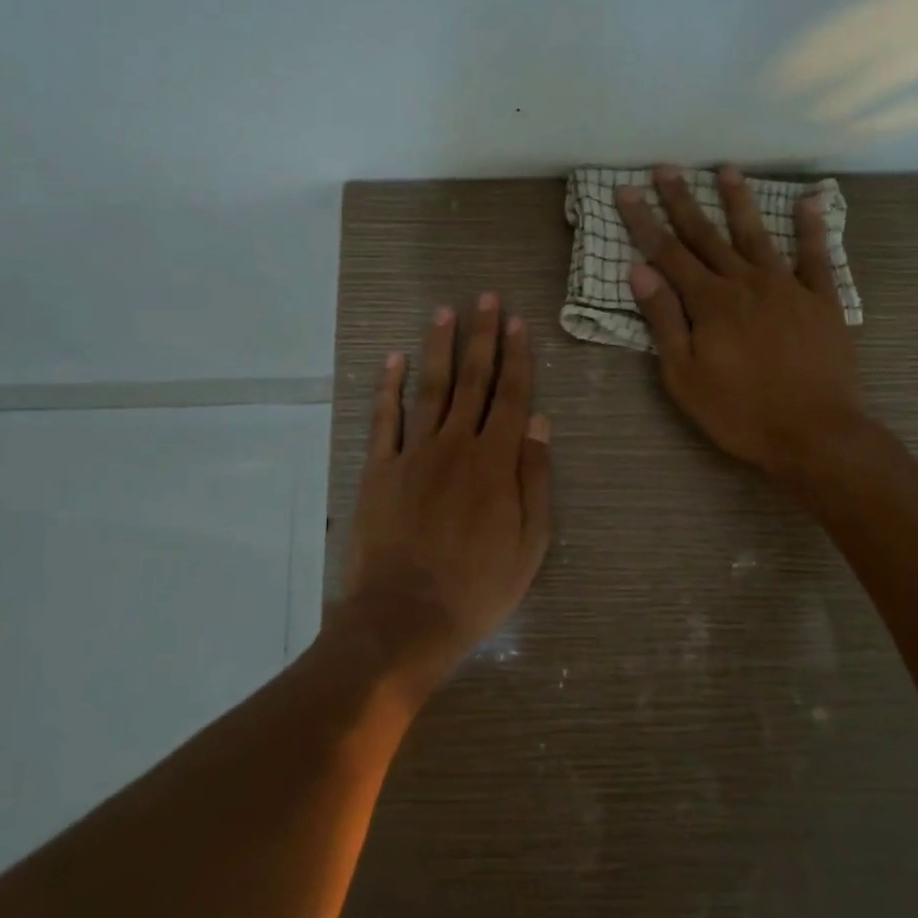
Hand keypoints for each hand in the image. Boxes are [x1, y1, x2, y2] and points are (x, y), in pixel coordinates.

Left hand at [334, 294, 551, 699]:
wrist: (404, 618)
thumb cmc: (477, 588)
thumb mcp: (529, 544)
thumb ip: (535, 479)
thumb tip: (539, 422)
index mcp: (495, 463)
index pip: (510, 396)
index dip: (517, 357)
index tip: (518, 323)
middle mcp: (455, 446)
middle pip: (472, 381)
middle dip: (481, 337)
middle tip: (485, 298)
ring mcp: (412, 454)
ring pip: (430, 389)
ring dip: (439, 348)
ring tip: (444, 312)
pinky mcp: (378, 470)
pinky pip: (384, 419)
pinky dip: (388, 386)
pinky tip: (393, 359)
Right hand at [617, 164, 864, 481]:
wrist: (815, 433)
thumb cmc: (740, 412)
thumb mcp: (684, 377)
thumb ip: (664, 321)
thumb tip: (639, 271)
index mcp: (710, 303)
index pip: (668, 253)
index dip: (644, 221)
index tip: (627, 190)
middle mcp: (746, 283)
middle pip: (707, 235)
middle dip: (683, 200)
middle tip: (666, 168)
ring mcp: (788, 287)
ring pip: (757, 235)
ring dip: (739, 201)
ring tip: (726, 169)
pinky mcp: (823, 301)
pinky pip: (817, 256)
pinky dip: (813, 228)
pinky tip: (809, 202)